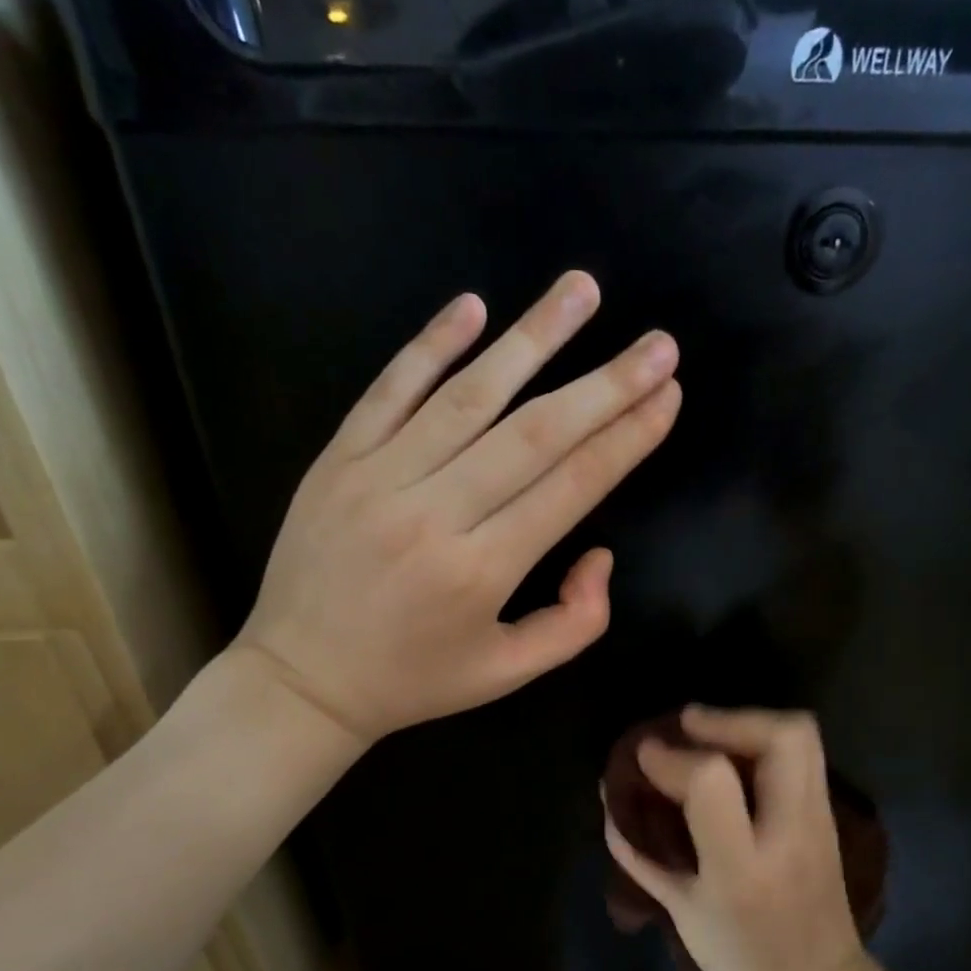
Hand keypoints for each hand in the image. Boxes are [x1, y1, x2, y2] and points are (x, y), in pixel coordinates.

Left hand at [233, 272, 679, 743]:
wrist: (300, 681)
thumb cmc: (414, 681)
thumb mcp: (507, 674)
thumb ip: (574, 623)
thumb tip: (600, 553)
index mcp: (482, 570)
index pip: (572, 486)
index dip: (627, 438)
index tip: (669, 395)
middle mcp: (436, 513)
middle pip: (535, 433)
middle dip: (606, 383)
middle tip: (659, 343)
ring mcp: (380, 478)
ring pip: (468, 395)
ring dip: (532, 337)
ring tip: (581, 289)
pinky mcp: (338, 460)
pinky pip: (389, 390)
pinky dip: (431, 345)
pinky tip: (474, 306)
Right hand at [603, 705, 878, 970]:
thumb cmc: (741, 964)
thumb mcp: (682, 915)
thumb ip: (643, 857)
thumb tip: (609, 801)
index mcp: (742, 868)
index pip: (712, 781)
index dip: (671, 758)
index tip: (644, 754)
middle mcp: (789, 834)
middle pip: (784, 737)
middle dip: (730, 717)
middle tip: (688, 725)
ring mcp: (819, 823)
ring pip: (803, 736)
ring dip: (750, 723)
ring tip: (708, 732)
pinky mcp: (829, 819)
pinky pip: (805, 757)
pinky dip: (765, 742)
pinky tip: (734, 750)